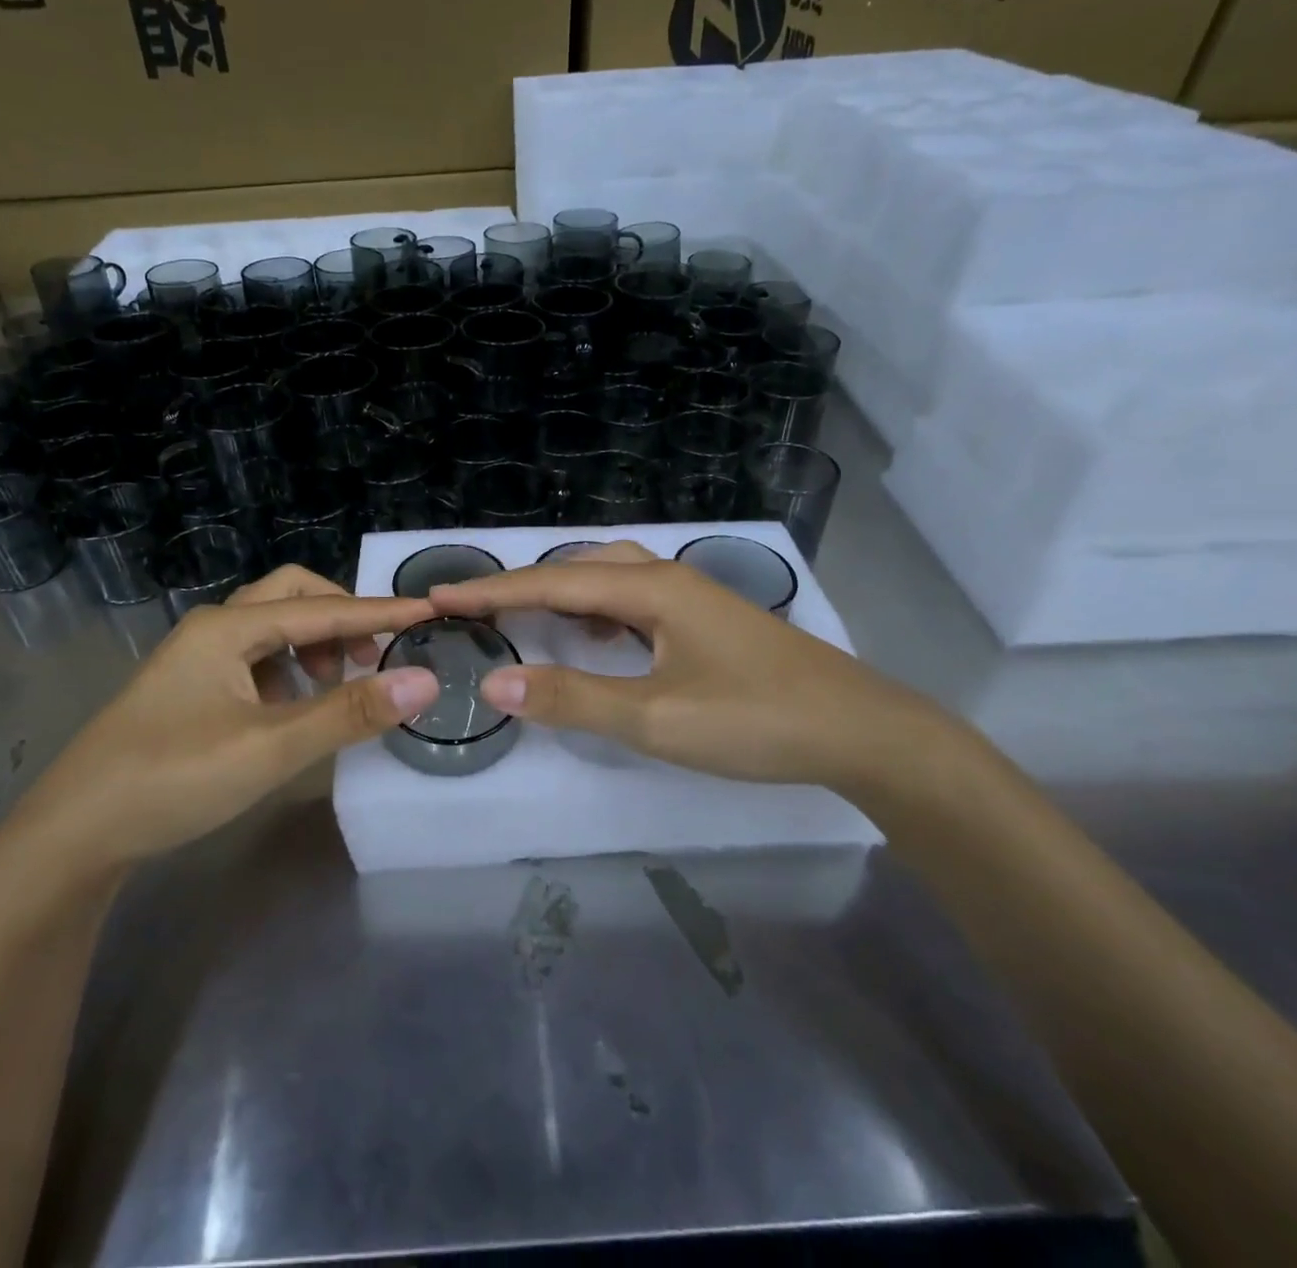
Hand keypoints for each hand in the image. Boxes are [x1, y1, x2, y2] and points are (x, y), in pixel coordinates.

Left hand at [11, 567, 437, 870]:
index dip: (380, 613)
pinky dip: (290, 670)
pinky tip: (297, 708)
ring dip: (315, 644)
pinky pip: (256, 658)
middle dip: (341, 618)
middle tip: (376, 656)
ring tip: (342, 684)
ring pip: (272, 627)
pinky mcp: (192, 688)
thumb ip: (348, 713)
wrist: (73, 833)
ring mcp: (198, 658)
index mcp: (229, 628)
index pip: (324, 609)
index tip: (431, 612)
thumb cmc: (172, 780)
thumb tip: (424, 681)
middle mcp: (213, 629)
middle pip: (292, 597)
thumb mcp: (270, 748)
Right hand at [431, 549, 966, 798]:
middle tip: (474, 610)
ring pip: (608, 578)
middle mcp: (667, 576)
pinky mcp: (706, 619)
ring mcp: (691, 595)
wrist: (861, 730)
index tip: (435, 595)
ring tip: (524, 617)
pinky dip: (597, 610)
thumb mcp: (655, 718)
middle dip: (520, 587)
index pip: (550, 582)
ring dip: (561, 593)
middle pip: (577, 567)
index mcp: (649, 588)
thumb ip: (572, 699)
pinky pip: (633, 599)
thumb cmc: (755, 720)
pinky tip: (596, 635)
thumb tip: (493, 684)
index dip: (489, 591)